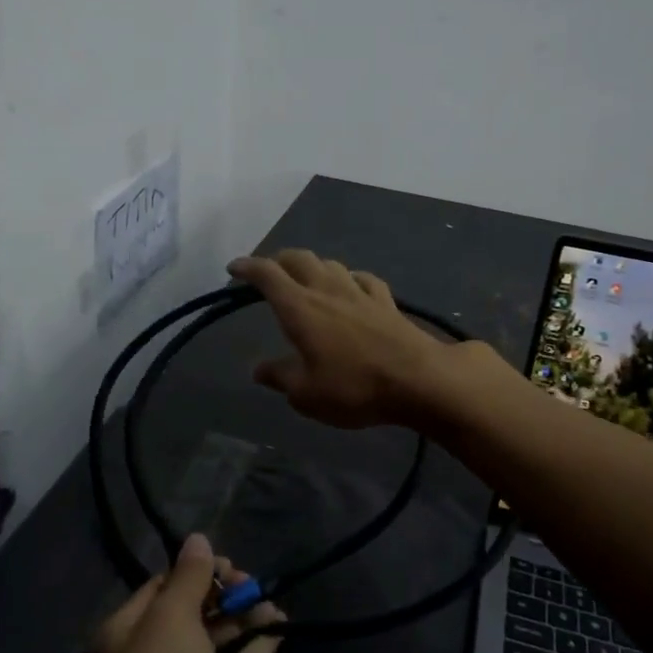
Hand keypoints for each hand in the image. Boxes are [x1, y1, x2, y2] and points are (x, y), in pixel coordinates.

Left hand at [87, 533, 284, 652]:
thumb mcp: (171, 615)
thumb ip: (190, 576)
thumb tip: (198, 538)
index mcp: (122, 636)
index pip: (158, 589)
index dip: (192, 572)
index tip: (225, 563)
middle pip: (188, 613)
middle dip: (220, 594)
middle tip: (249, 581)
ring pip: (214, 640)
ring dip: (241, 617)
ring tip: (268, 600)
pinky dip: (256, 647)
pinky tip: (279, 625)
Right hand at [228, 249, 477, 428]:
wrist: (419, 380)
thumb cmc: (354, 388)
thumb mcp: (306, 394)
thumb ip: (280, 377)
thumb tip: (259, 370)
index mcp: (300, 308)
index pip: (268, 274)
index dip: (248, 267)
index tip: (234, 268)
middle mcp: (328, 290)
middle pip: (299, 259)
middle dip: (278, 260)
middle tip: (268, 272)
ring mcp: (360, 292)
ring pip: (331, 264)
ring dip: (313, 266)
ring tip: (306, 279)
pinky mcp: (386, 302)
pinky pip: (362, 279)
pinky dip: (348, 279)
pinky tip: (351, 288)